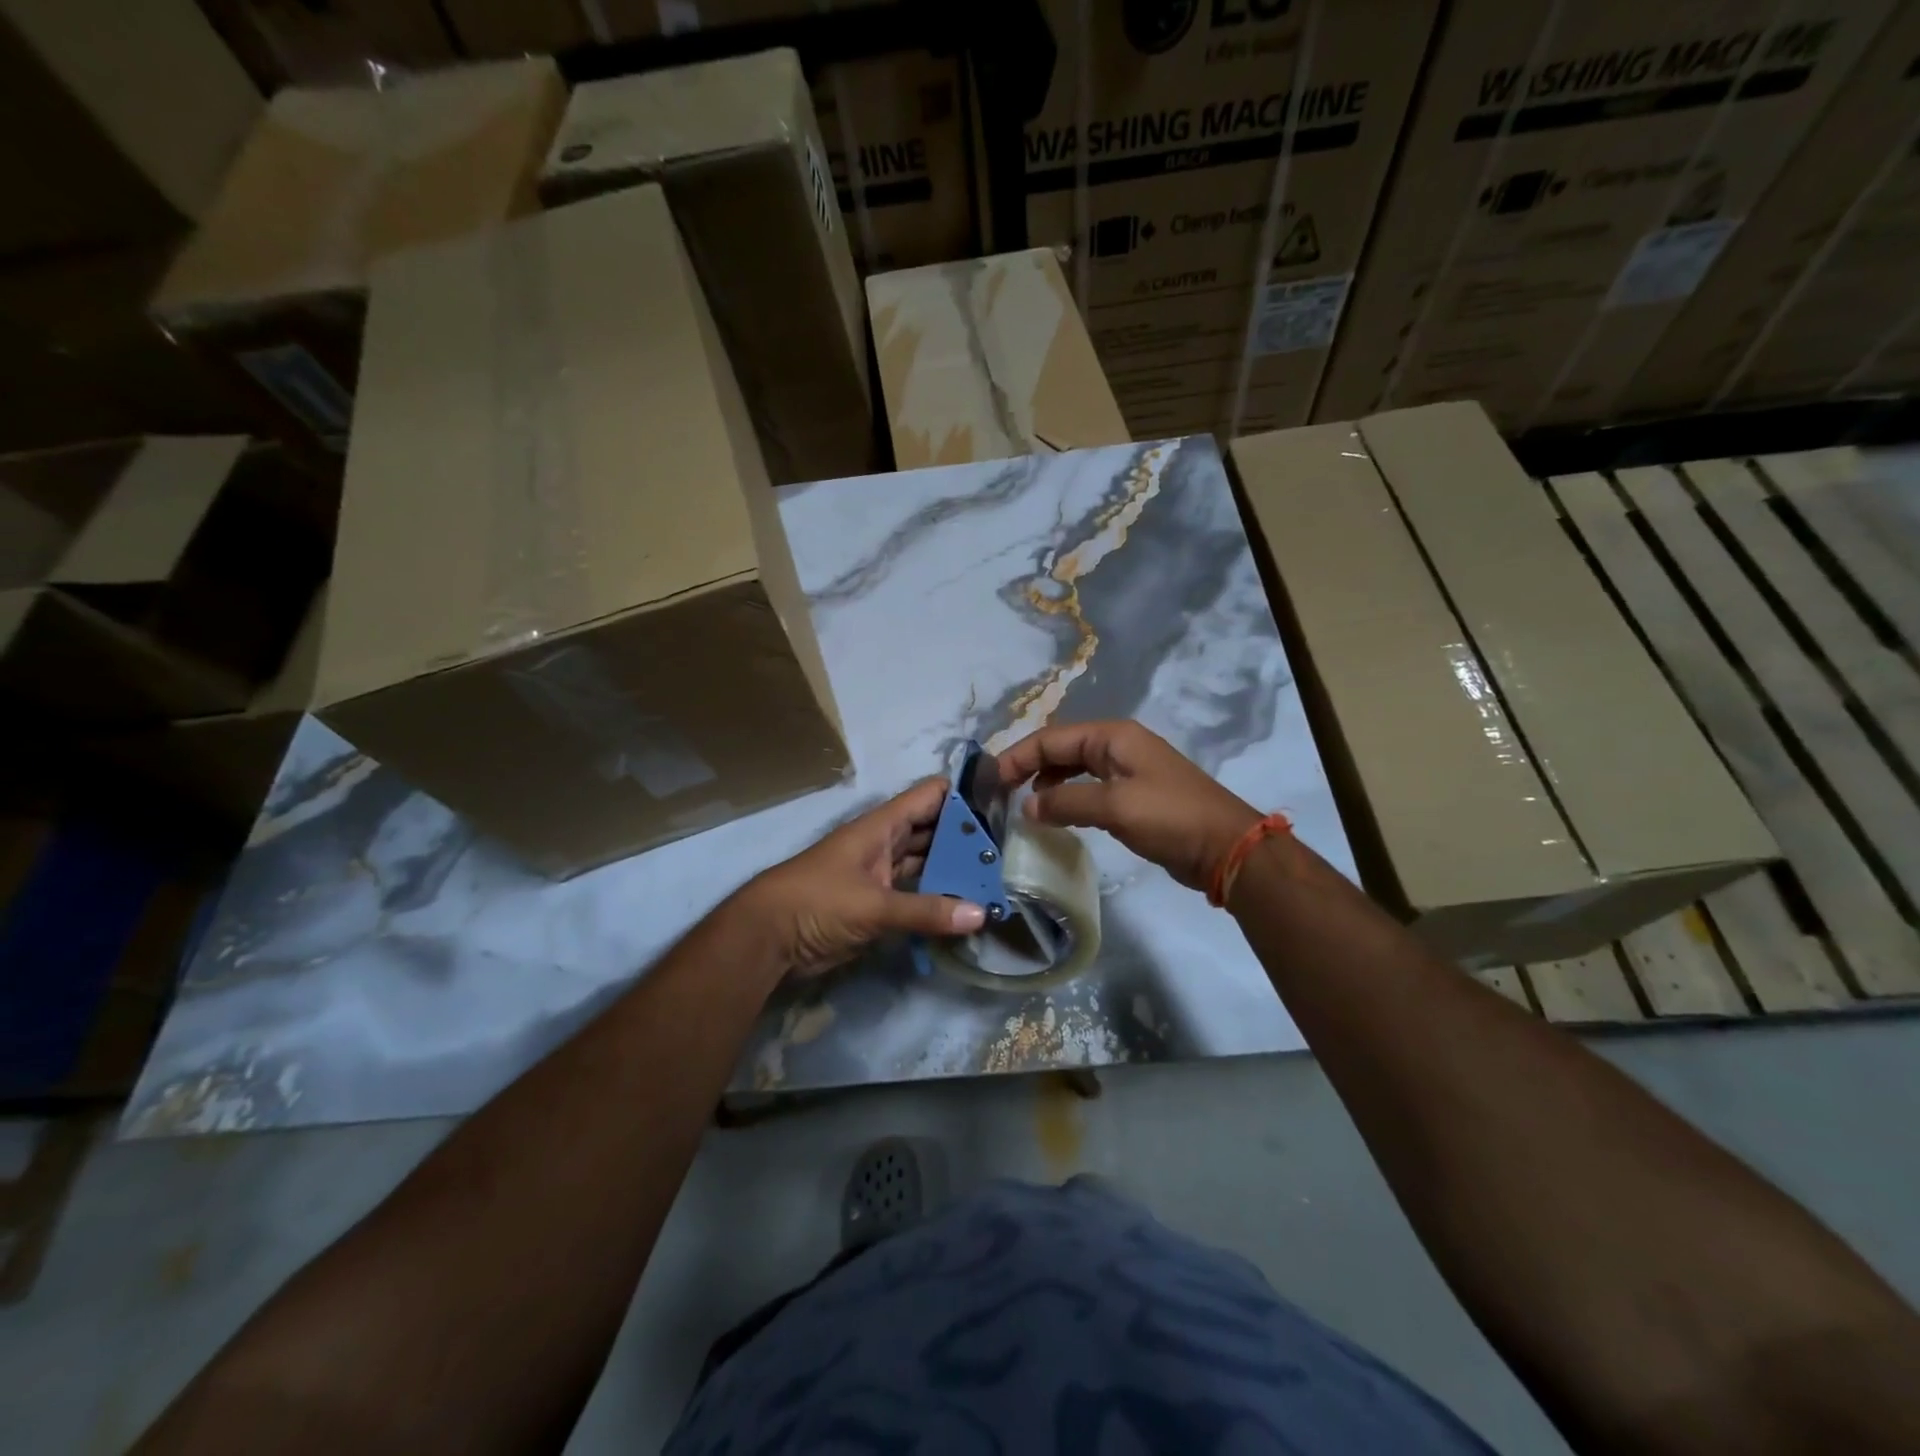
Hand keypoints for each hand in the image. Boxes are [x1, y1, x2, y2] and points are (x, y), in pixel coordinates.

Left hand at [733, 778, 987, 978]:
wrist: (766, 938)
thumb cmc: (817, 903)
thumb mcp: (873, 906)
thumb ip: (926, 911)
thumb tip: (980, 915)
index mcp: (881, 827)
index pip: (929, 797)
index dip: (962, 796)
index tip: (1000, 805)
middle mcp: (884, 844)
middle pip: (932, 831)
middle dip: (965, 839)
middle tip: (1007, 852)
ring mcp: (880, 874)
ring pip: (925, 863)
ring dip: (953, 870)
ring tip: (994, 879)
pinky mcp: (876, 904)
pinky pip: (915, 894)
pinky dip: (937, 898)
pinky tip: (964, 908)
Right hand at [998, 721, 1259, 891]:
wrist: (1226, 847)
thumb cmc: (1169, 817)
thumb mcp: (1114, 807)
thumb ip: (1066, 802)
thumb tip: (1028, 806)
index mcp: (1113, 737)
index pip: (1052, 738)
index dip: (1018, 756)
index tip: (991, 781)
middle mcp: (1117, 746)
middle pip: (1061, 748)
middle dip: (1029, 765)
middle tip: (1000, 792)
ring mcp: (1127, 770)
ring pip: (1074, 768)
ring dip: (1047, 782)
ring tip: (1023, 803)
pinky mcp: (1133, 796)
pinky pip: (1089, 789)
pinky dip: (1067, 797)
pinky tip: (1056, 814)